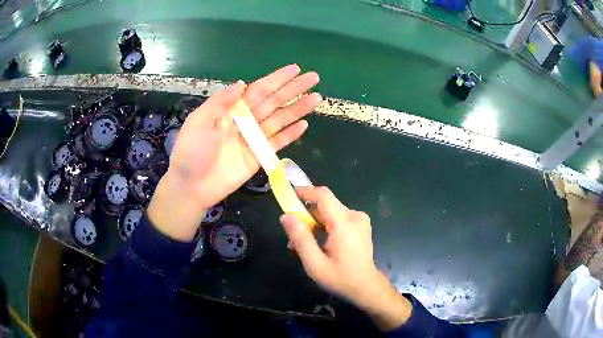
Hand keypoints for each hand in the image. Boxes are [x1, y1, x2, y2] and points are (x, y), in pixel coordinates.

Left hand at [148, 65, 320, 240]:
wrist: (191, 186)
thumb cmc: (191, 152)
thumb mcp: (199, 121)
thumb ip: (221, 102)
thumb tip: (243, 83)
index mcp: (231, 109)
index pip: (258, 90)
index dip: (276, 79)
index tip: (295, 69)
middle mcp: (245, 121)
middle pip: (274, 102)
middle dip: (293, 89)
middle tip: (314, 78)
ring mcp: (253, 139)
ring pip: (280, 120)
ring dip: (298, 109)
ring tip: (317, 98)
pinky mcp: (258, 158)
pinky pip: (277, 143)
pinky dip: (290, 135)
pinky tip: (304, 125)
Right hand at [280, 187, 411, 330]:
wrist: (367, 288)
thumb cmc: (341, 278)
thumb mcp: (315, 263)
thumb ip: (300, 238)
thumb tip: (286, 216)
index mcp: (344, 223)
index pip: (323, 196)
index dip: (305, 192)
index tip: (288, 195)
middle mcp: (354, 216)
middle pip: (325, 206)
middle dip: (305, 216)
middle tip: (291, 235)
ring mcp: (359, 221)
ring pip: (329, 213)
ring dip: (314, 225)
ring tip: (301, 245)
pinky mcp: (360, 226)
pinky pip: (337, 219)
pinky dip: (324, 228)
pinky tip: (317, 244)